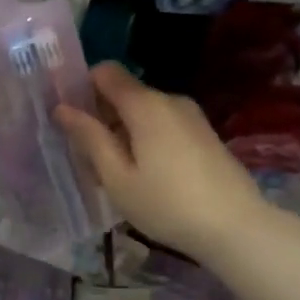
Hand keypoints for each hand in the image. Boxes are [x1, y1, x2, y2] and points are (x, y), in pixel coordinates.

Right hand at [55, 61, 266, 263]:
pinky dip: (147, 139)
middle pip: (124, 93)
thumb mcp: (117, 177)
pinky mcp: (204, 133)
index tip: (72, 120)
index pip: (106, 72)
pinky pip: (163, 124)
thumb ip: (89, 137)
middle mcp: (169, 100)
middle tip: (91, 160)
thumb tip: (62, 108)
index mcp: (145, 104)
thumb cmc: (167, 204)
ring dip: (124, 132)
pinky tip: (148, 177)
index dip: (83, 88)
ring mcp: (191, 116)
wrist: (237, 228)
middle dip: (102, 117)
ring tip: (119, 175)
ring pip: (144, 111)